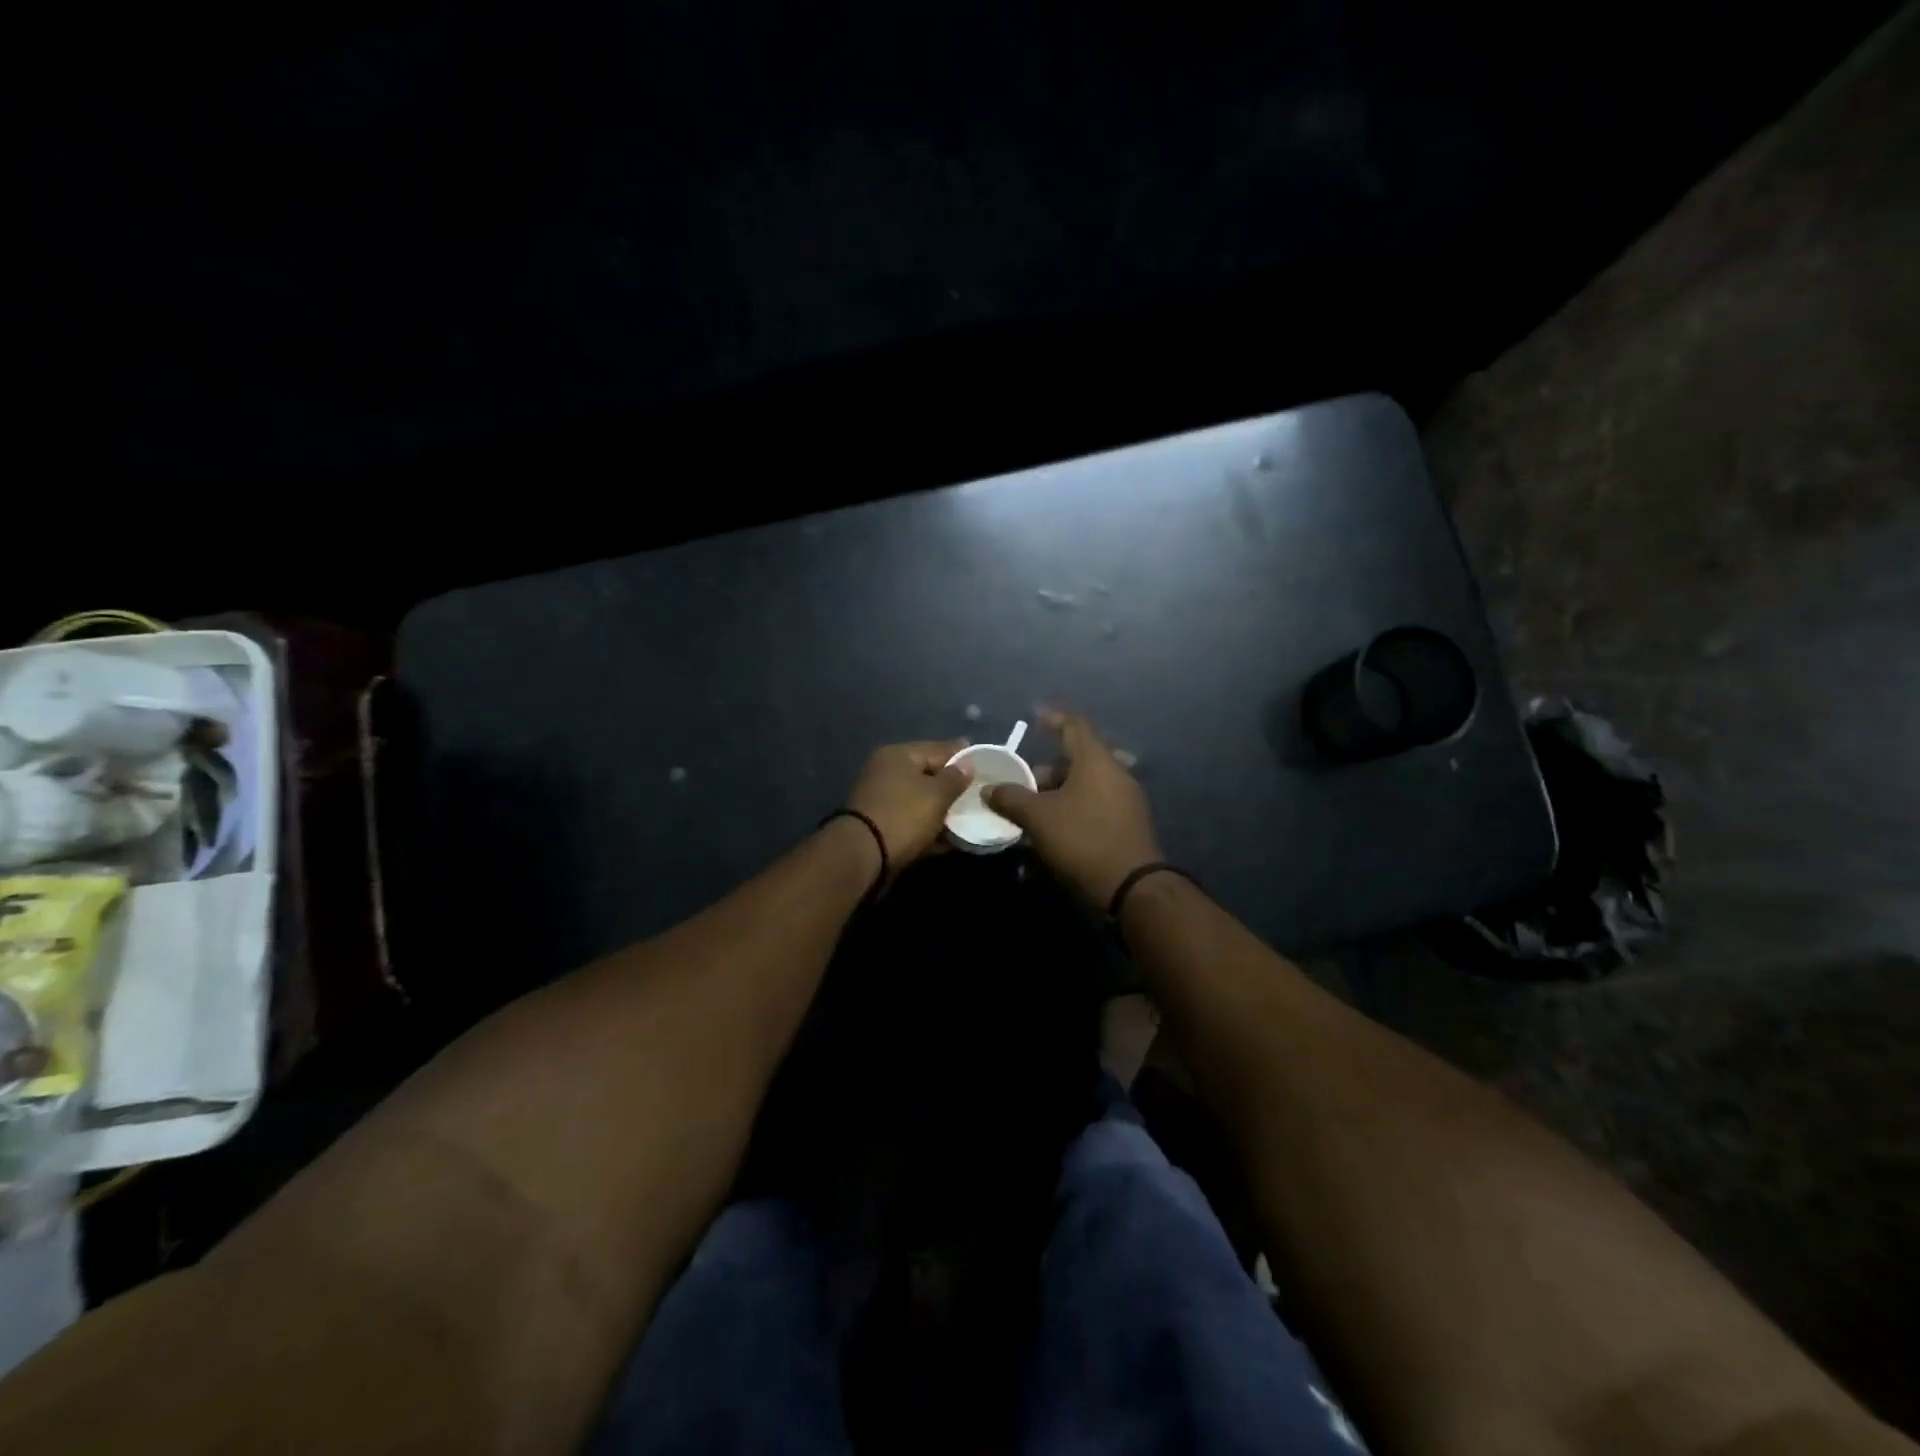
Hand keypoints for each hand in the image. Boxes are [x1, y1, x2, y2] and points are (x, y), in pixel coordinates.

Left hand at [843, 739, 972, 875]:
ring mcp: (882, 799)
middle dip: (953, 787)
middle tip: (979, 795)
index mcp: (898, 755)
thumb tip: (968, 763)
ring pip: (921, 800)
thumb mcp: (936, 795)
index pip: (938, 749)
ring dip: (943, 810)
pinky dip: (930, 827)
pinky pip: (913, 821)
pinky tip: (951, 839)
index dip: (962, 757)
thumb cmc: (903, 815)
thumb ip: (955, 778)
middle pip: (928, 775)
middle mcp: (887, 772)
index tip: (985, 765)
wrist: (863, 856)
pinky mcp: (882, 825)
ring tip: (970, 819)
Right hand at [985, 708, 1162, 907]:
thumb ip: (1012, 799)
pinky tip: (1047, 840)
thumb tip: (990, 789)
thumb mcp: (1039, 818)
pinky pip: (1091, 810)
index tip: (1033, 716)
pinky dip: (1068, 816)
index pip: (1073, 725)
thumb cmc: (1083, 839)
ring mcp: (1123, 801)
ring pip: (1082, 789)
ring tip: (1027, 815)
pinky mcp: (1125, 826)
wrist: (1132, 888)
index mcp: (1096, 761)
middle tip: (1019, 783)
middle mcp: (1114, 774)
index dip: (1052, 718)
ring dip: (1054, 798)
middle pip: (1075, 761)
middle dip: (1044, 772)